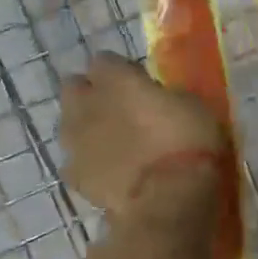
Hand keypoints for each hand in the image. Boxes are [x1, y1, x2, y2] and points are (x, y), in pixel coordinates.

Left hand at [59, 52, 227, 227]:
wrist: (166, 198)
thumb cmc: (186, 141)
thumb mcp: (189, 103)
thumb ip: (161, 95)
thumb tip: (154, 98)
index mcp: (115, 79)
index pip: (103, 60)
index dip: (118, 70)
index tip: (136, 81)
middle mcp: (86, 103)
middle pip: (73, 87)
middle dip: (89, 93)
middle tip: (116, 107)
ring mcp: (75, 141)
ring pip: (68, 123)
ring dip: (85, 126)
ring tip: (110, 139)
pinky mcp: (73, 175)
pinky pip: (74, 161)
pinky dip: (87, 162)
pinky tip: (106, 170)